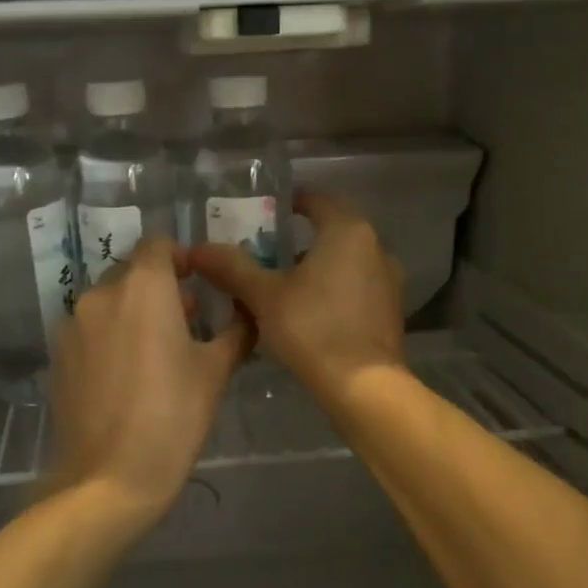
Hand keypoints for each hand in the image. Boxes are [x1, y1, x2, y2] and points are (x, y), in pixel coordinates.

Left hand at [46, 236, 250, 526]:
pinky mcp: (58, 354)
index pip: (159, 244)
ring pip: (109, 301)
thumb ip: (235, 330)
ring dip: (133, 311)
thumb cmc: (172, 417)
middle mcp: (102, 294)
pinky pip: (89, 329)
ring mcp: (73, 324)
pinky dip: (109, 335)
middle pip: (132, 272)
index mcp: (143, 287)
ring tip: (156, 350)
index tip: (199, 283)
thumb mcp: (215, 372)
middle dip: (160, 287)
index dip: (181, 257)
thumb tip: (247, 311)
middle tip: (187, 321)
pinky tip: (124, 375)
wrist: (107, 478)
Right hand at [187, 192, 404, 410]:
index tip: (263, 215)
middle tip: (263, 252)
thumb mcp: (263, 295)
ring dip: (315, 267)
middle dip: (297, 240)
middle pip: (331, 231)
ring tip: (279, 285)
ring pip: (344, 261)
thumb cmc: (312, 327)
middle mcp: (375, 248)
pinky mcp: (389, 311)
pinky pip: (355, 287)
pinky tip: (306, 312)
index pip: (317, 200)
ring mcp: (387, 281)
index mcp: (347, 231)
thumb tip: (198, 248)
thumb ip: (232, 267)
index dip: (289, 203)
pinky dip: (332, 290)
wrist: (363, 387)